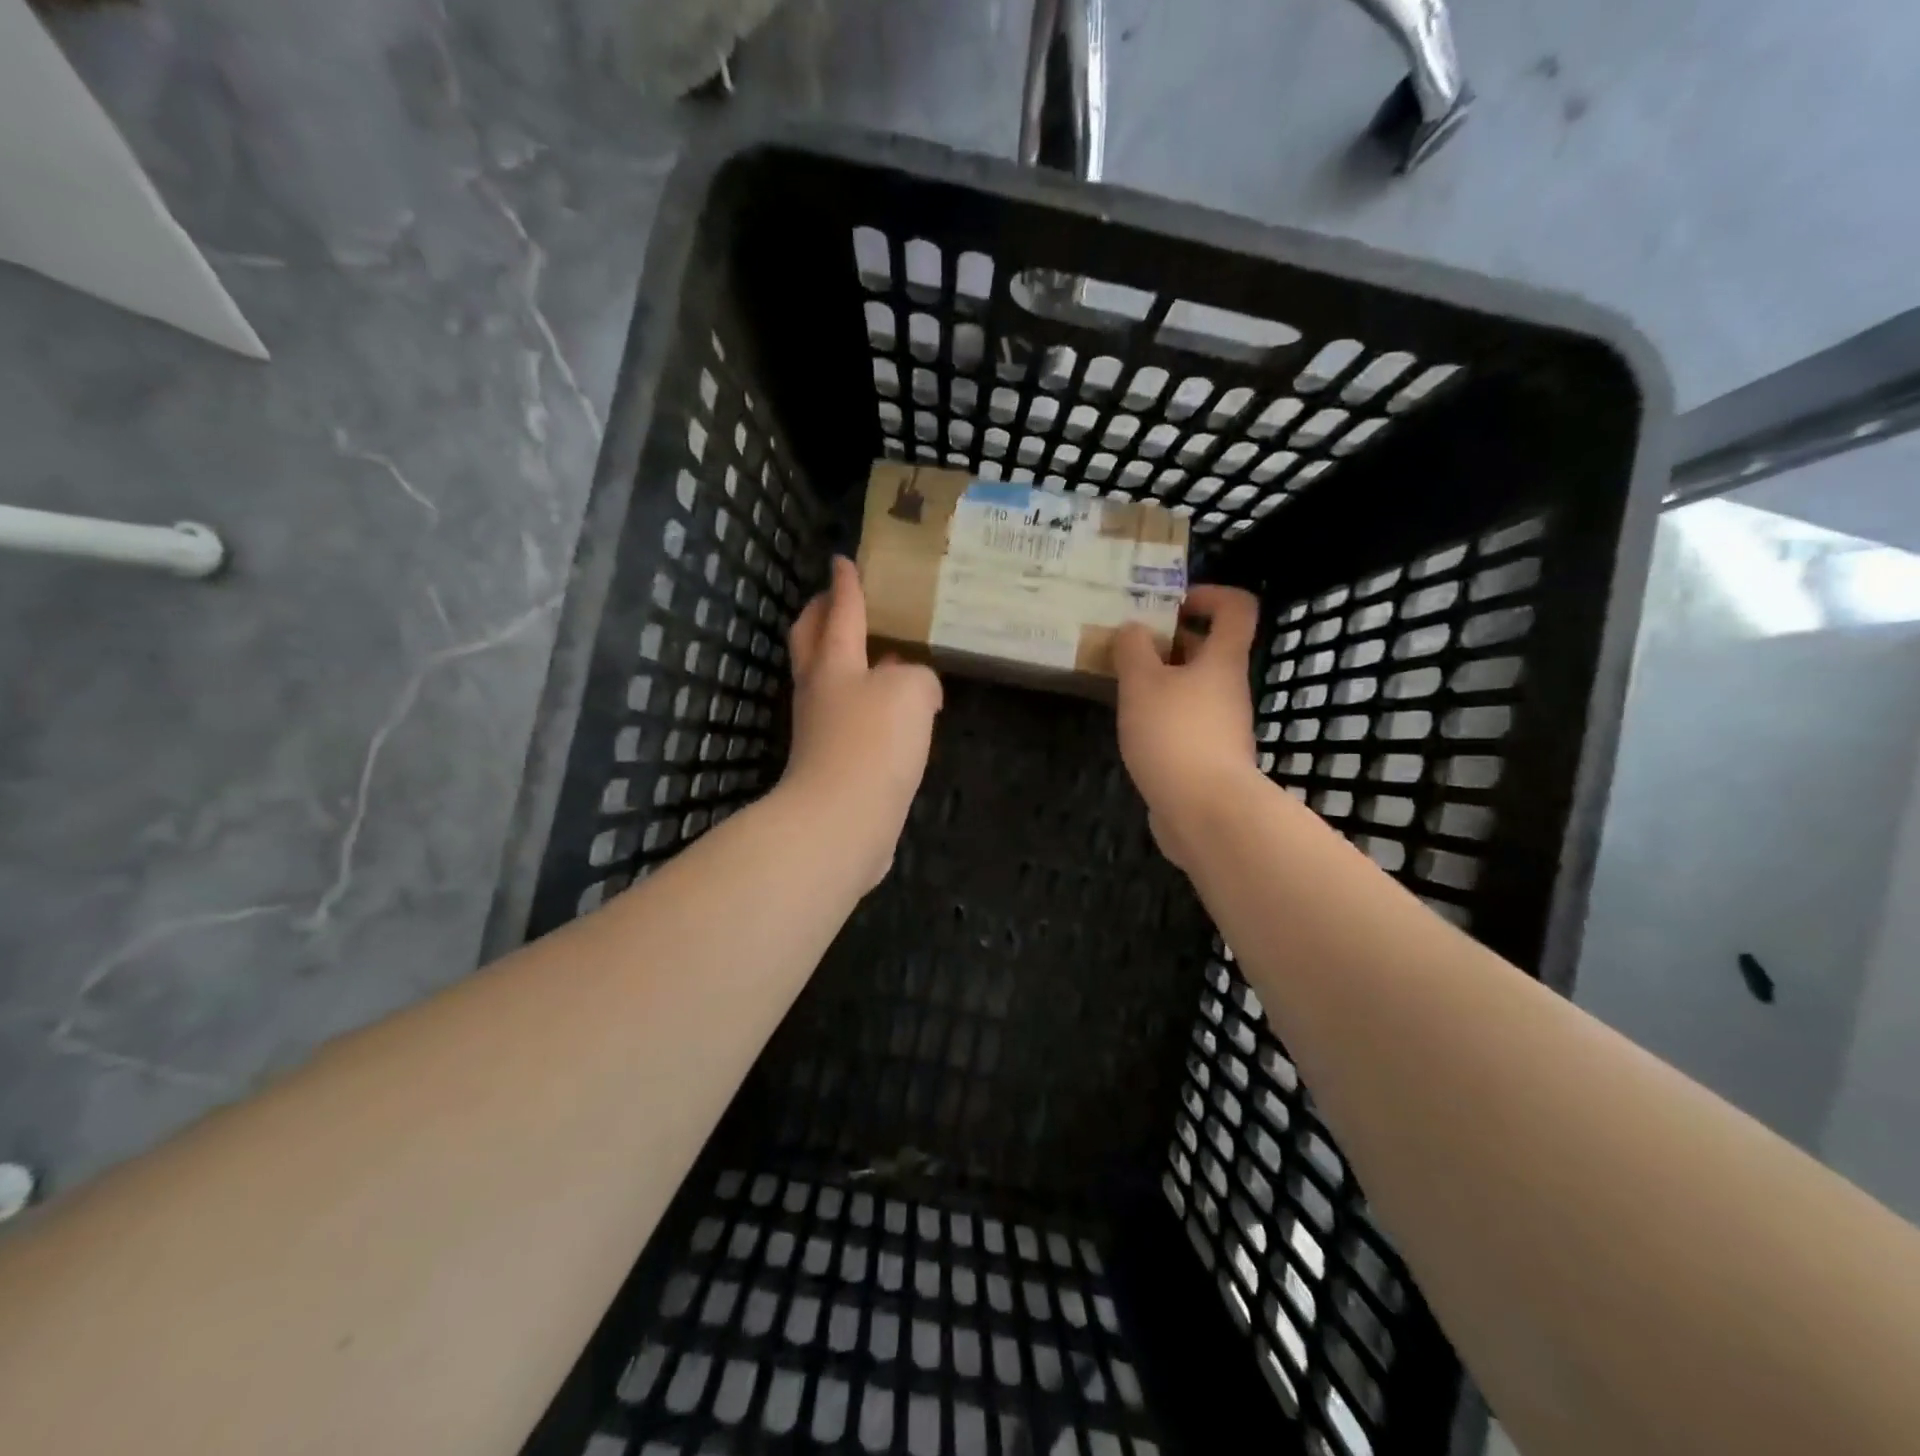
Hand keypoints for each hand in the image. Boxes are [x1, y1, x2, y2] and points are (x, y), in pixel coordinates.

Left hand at [780, 556, 942, 887]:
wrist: (841, 821)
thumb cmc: (872, 743)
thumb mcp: (910, 692)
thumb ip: (917, 677)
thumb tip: (915, 686)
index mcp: (835, 662)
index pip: (841, 611)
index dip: (845, 584)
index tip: (842, 560)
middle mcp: (820, 689)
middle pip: (812, 639)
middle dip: (821, 613)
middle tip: (837, 599)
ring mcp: (820, 728)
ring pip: (827, 678)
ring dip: (842, 658)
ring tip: (875, 652)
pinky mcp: (831, 762)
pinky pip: (846, 717)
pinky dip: (862, 702)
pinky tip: (888, 711)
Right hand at [1112, 585, 1261, 869]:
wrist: (1205, 811)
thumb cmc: (1175, 734)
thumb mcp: (1142, 683)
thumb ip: (1133, 650)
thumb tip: (1133, 629)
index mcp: (1222, 661)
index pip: (1237, 609)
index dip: (1209, 595)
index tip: (1172, 603)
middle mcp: (1229, 688)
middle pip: (1209, 649)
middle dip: (1170, 641)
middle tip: (1129, 644)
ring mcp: (1222, 725)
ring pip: (1194, 687)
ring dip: (1161, 680)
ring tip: (1121, 685)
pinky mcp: (1208, 756)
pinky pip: (1186, 720)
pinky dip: (1162, 714)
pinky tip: (1133, 725)